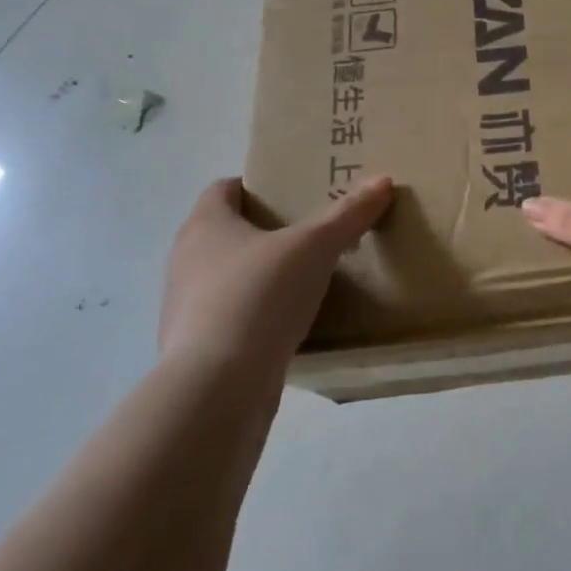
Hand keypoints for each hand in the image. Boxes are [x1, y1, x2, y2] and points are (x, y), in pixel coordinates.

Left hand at [159, 176, 393, 374]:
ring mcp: (189, 309)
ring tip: (311, 279)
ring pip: (232, 278)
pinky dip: (261, 316)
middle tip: (315, 233)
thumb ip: (347, 215)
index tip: (295, 193)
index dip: (258, 186)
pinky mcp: (201, 350)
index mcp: (205, 226)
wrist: (217, 389)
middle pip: (229, 234)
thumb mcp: (313, 248)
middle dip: (269, 232)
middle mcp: (188, 261)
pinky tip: (295, 325)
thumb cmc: (258, 297)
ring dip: (265, 277)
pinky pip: (236, 319)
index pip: (224, 189)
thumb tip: (382, 181)